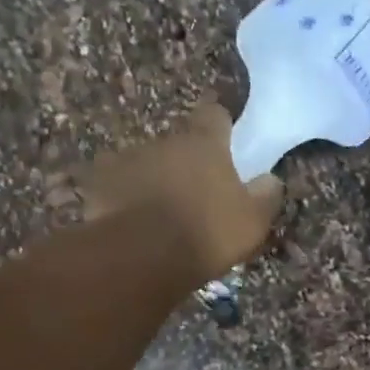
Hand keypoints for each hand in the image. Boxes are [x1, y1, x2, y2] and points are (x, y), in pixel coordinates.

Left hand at [80, 103, 284, 279]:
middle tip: (196, 189)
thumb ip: (265, 196)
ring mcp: (126, 161)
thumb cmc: (207, 232)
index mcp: (203, 143)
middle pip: (177, 143)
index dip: (221, 121)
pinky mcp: (99, 187)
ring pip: (146, 164)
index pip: (214, 114)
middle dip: (186, 161)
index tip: (225, 132)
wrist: (142, 256)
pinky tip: (133, 223)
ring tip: (162, 211)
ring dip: (155, 179)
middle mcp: (163, 141)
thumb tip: (270, 179)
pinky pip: (118, 188)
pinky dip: (126, 199)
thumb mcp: (252, 220)